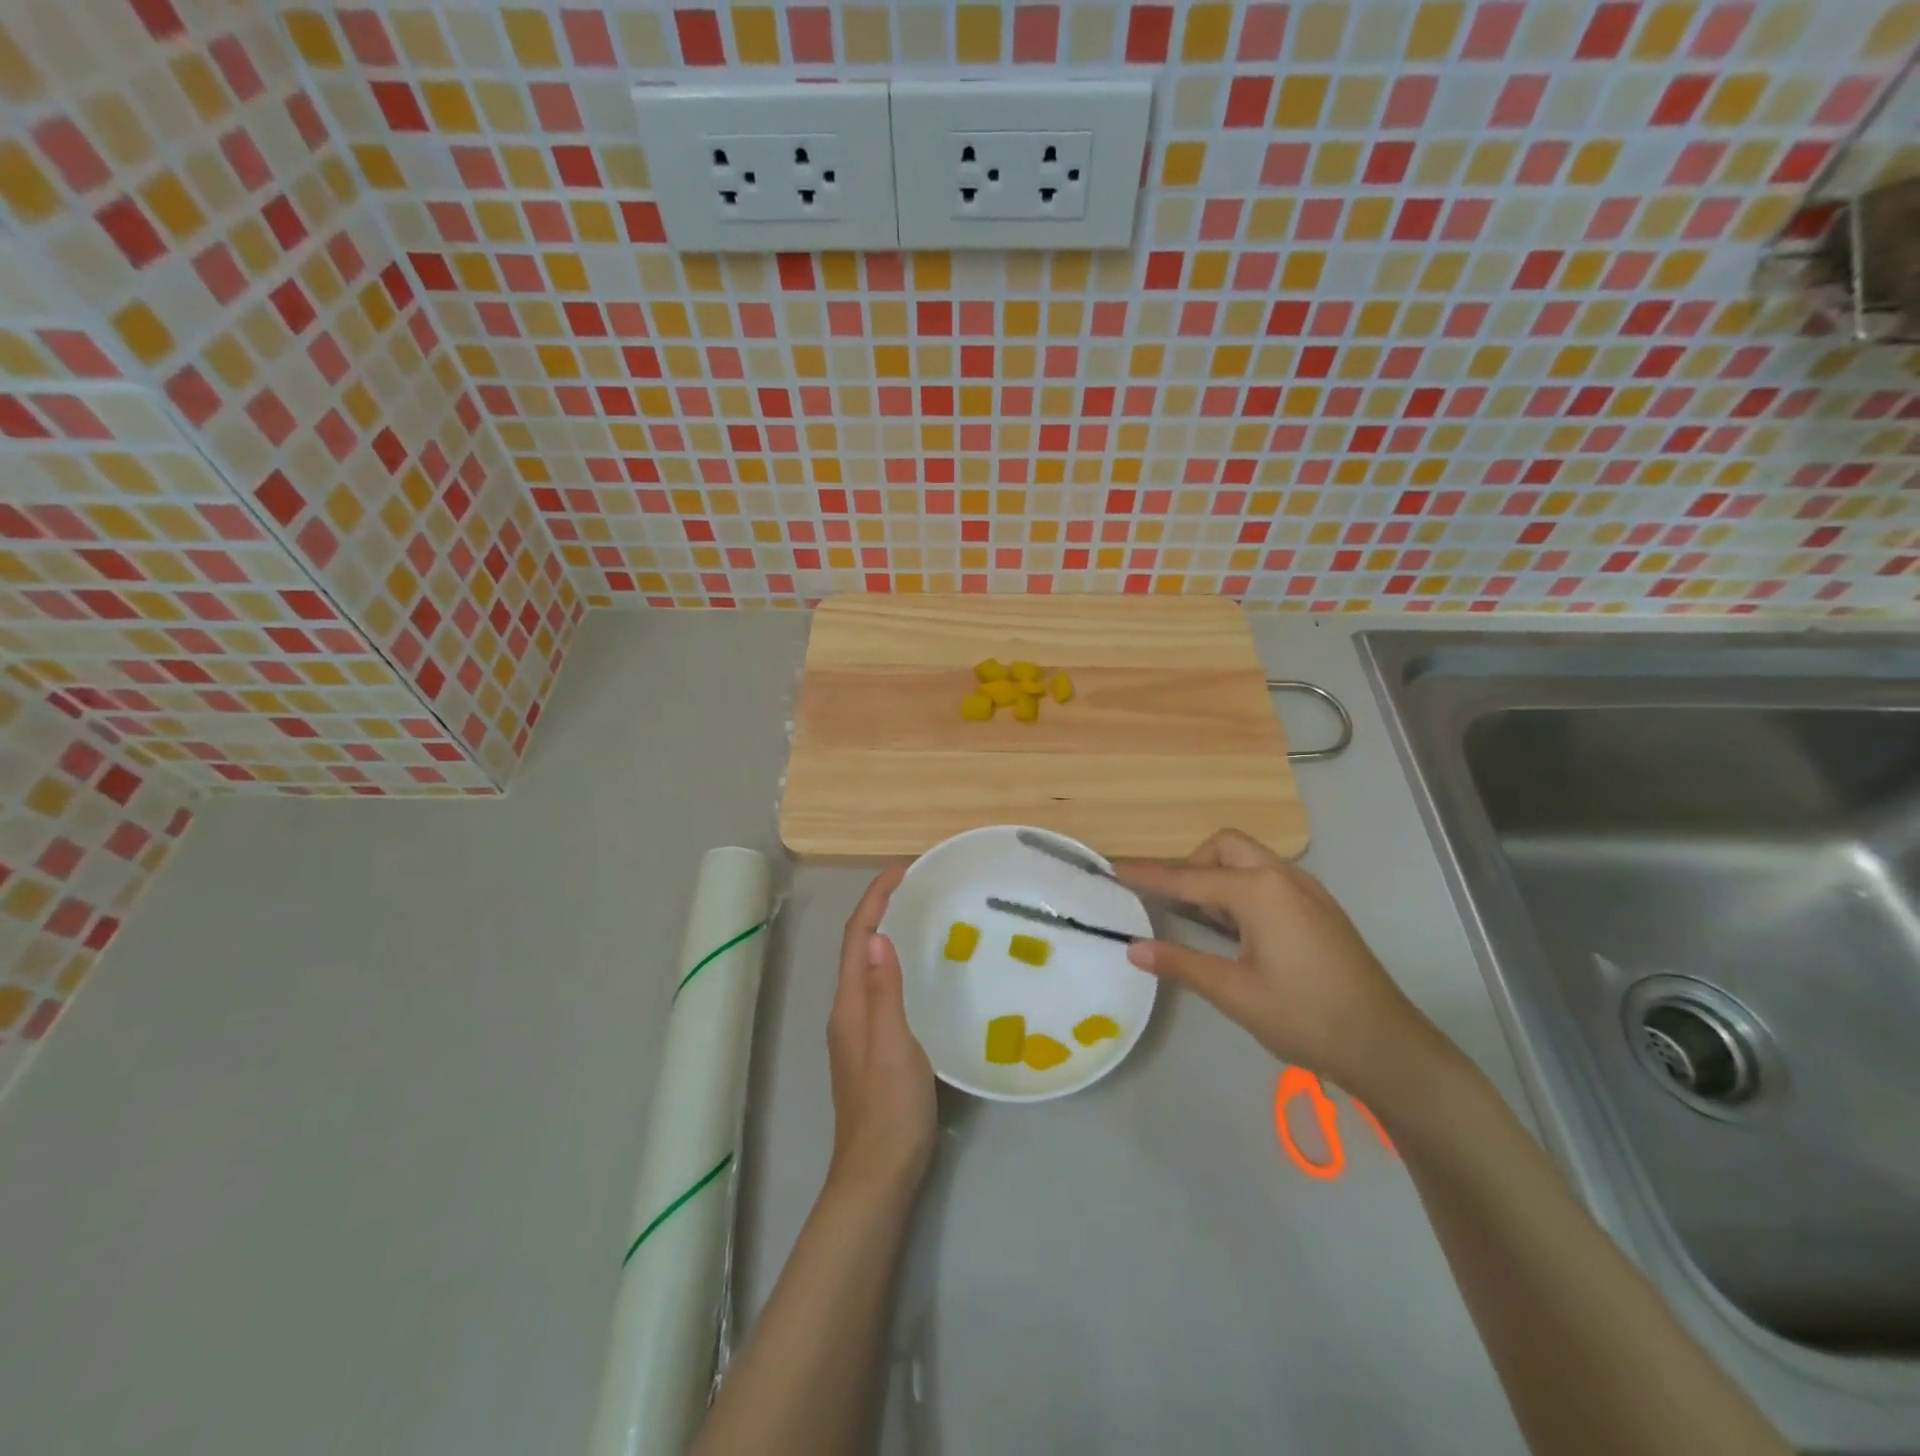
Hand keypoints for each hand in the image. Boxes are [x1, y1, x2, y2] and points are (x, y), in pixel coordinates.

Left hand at [825, 864, 936, 1199]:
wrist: (879, 1173)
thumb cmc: (890, 1107)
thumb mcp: (893, 1044)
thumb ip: (883, 990)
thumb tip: (875, 935)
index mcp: (850, 1004)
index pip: (855, 937)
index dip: (875, 898)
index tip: (902, 868)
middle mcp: (848, 1010)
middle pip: (857, 946)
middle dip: (880, 908)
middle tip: (916, 885)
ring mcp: (859, 1030)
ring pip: (868, 966)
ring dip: (886, 932)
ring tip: (920, 913)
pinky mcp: (874, 1046)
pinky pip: (880, 986)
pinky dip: (894, 962)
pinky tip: (919, 969)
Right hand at [1117, 830, 1436, 1096]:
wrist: (1388, 1046)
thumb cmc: (1306, 1017)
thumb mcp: (1235, 993)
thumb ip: (1182, 964)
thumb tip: (1134, 947)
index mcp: (1259, 892)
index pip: (1189, 878)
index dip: (1149, 875)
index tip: (1114, 869)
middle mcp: (1283, 878)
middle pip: (1225, 846)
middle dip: (1192, 863)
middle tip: (1173, 902)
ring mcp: (1308, 891)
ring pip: (1250, 859)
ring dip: (1219, 874)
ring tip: (1201, 917)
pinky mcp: (1321, 909)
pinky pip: (1270, 878)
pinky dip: (1243, 887)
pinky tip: (1240, 929)